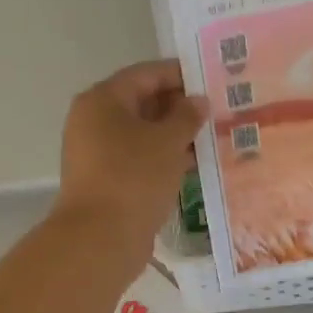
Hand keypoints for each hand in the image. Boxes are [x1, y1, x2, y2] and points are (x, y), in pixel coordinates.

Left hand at [54, 59, 207, 249]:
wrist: (100, 238)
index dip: (180, 74)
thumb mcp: (168, 141)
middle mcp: (94, 121)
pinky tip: (193, 164)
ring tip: (213, 136)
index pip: (146, 74)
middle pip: (142, 103)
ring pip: (142, 134)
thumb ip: (186, 116)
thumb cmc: (134, 177)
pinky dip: (163, 158)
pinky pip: (139, 158)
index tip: (212, 79)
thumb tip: (198, 101)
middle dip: (179, 107)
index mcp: (103, 100)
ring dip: (174, 135)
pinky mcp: (106, 180)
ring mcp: (97, 152)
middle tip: (218, 110)